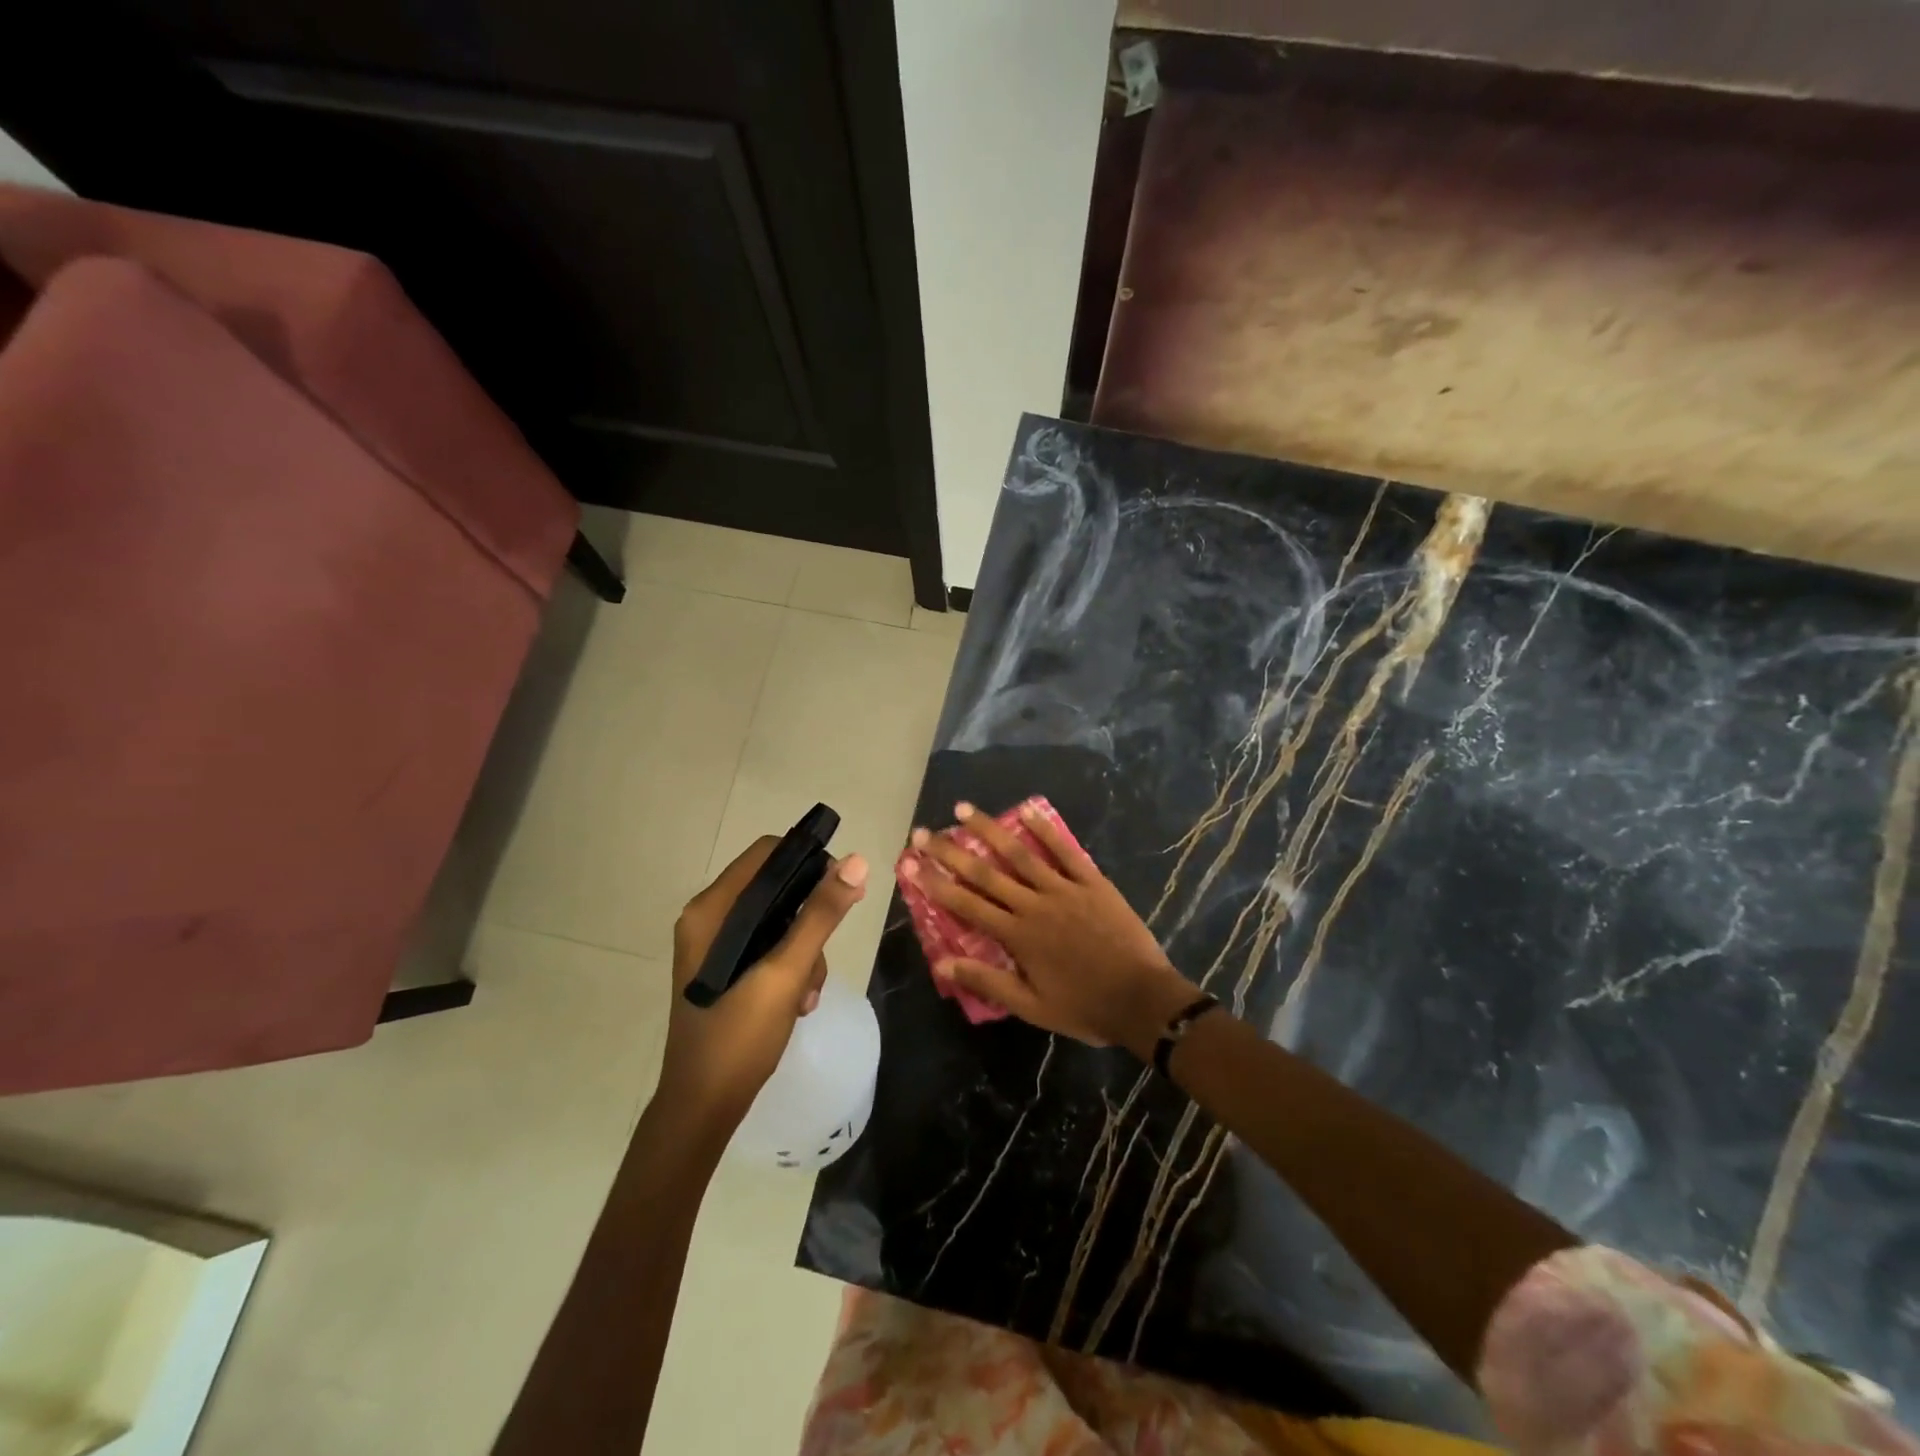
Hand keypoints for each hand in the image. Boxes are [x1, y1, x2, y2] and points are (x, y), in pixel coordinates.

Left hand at [660, 837, 868, 1143]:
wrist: (702, 1108)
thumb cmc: (738, 1036)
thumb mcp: (786, 972)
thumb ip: (820, 915)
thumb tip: (856, 862)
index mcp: (711, 909)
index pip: (767, 853)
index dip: (807, 862)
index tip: (839, 891)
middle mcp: (709, 919)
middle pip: (776, 888)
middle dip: (808, 919)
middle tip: (821, 955)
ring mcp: (716, 946)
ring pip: (779, 922)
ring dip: (804, 952)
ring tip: (806, 994)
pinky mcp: (726, 969)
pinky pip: (769, 947)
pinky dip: (790, 968)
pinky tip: (798, 1003)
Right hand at [901, 801, 1195, 1054]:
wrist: (1141, 999)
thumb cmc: (1084, 1006)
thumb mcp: (1031, 1006)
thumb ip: (987, 981)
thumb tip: (941, 962)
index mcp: (1017, 935)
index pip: (966, 904)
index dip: (934, 882)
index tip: (909, 863)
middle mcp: (1033, 904)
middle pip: (985, 872)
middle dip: (950, 851)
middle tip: (923, 831)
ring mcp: (1063, 888)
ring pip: (1019, 853)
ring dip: (989, 829)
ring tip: (963, 809)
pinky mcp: (1091, 881)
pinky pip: (1065, 850)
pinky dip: (1045, 829)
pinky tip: (1027, 808)